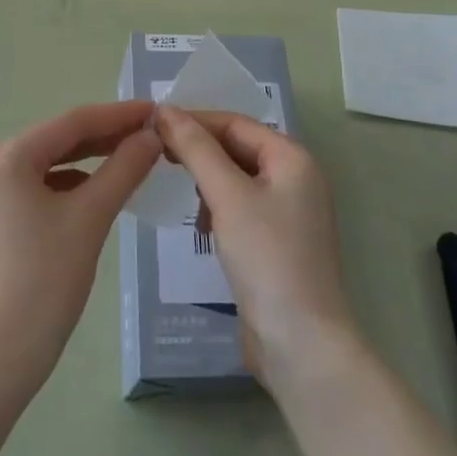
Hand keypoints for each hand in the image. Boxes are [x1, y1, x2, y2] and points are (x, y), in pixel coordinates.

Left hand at [0, 103, 160, 401]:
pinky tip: (95, 192)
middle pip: (56, 142)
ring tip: (130, 160)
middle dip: (104, 138)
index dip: (117, 115)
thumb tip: (152, 136)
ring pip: (46, 165)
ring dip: (87, 162)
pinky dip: (66, 187)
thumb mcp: (90, 219)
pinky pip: (33, 188)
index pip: (72, 123)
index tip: (155, 111)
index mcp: (4, 157)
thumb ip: (123, 169)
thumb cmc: (42, 285)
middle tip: (149, 135)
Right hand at [154, 107, 355, 388]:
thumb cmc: (267, 257)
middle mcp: (295, 178)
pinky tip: (201, 228)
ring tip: (182, 196)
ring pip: (237, 178)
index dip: (196, 120)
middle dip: (200, 151)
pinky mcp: (277, 243)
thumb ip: (196, 149)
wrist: (301, 344)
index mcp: (292, 158)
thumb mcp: (227, 196)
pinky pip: (241, 208)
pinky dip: (218, 209)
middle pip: (238, 148)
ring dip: (207, 181)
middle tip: (158, 155)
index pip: (236, 123)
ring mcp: (289, 213)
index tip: (154, 125)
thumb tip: (165, 111)